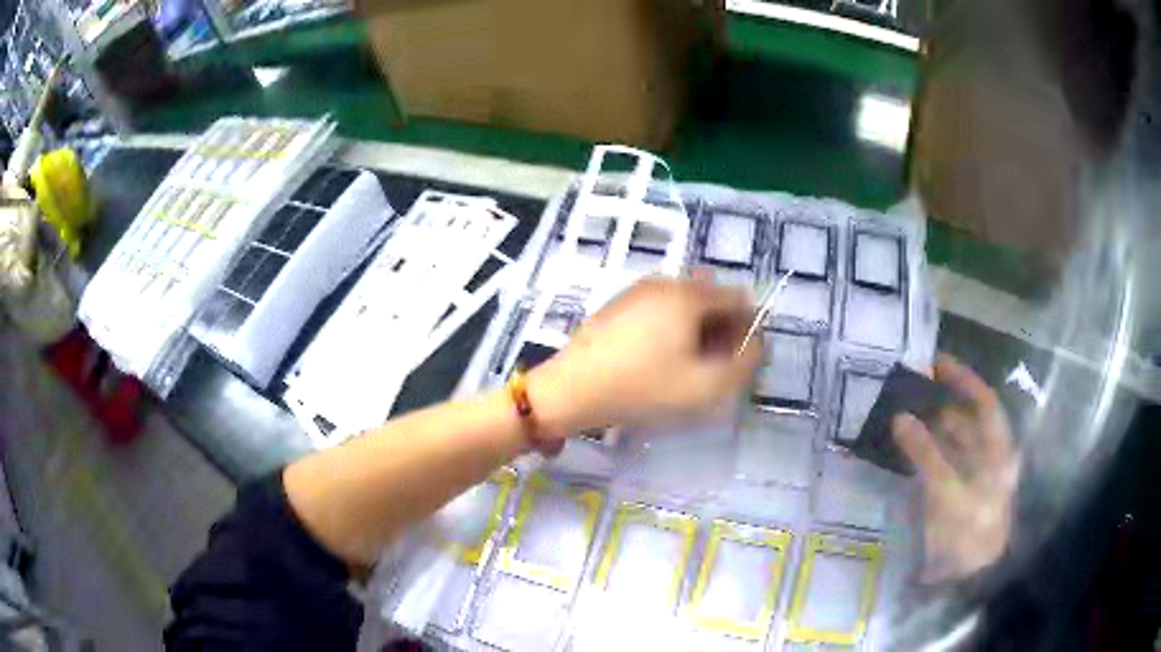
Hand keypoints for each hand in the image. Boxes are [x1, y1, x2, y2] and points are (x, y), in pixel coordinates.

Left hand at [529, 273, 762, 437]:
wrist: (570, 391)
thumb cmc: (643, 388)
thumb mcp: (706, 386)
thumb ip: (745, 364)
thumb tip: (755, 345)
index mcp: (689, 293)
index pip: (738, 299)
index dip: (747, 331)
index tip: (737, 363)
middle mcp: (664, 282)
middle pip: (711, 299)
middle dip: (722, 331)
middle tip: (712, 370)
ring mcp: (637, 291)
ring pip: (685, 306)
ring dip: (697, 333)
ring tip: (685, 369)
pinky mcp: (618, 306)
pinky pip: (659, 311)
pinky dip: (671, 331)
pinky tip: (657, 362)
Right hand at [892, 353, 1019, 583]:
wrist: (966, 580)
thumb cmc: (968, 532)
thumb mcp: (949, 492)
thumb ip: (926, 454)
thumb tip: (899, 417)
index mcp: (996, 450)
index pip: (984, 402)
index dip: (963, 379)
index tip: (935, 361)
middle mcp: (985, 458)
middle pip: (964, 421)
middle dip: (938, 403)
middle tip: (906, 390)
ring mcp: (968, 478)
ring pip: (949, 442)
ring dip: (926, 428)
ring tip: (897, 416)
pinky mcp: (951, 496)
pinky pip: (936, 465)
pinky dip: (920, 454)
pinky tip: (901, 452)